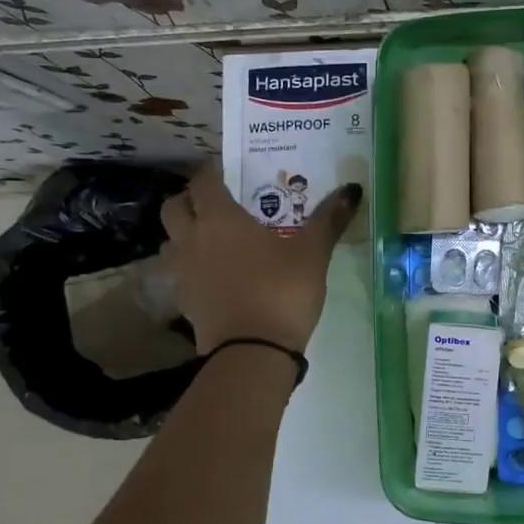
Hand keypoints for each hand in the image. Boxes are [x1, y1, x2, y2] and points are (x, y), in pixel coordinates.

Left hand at [159, 170, 360, 354]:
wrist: (252, 352)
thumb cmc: (282, 290)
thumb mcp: (313, 253)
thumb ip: (329, 219)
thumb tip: (353, 189)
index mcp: (220, 218)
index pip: (203, 181)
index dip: (213, 172)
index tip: (229, 171)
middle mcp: (192, 238)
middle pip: (174, 207)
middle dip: (190, 199)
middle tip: (217, 203)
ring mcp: (183, 272)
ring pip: (170, 240)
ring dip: (184, 233)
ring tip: (212, 239)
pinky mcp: (184, 302)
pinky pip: (179, 273)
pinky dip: (191, 267)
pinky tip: (215, 276)